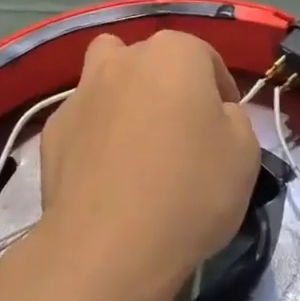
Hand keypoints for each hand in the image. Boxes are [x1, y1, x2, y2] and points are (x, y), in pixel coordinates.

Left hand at [40, 29, 260, 300]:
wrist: (109, 246)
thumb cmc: (190, 191)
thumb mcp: (245, 153)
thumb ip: (234, 118)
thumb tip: (214, 113)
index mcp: (174, 53)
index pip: (205, 57)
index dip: (220, 91)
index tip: (225, 128)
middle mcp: (124, 58)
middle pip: (152, 60)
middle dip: (169, 85)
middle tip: (182, 133)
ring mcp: (83, 90)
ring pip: (107, 74)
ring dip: (123, 92)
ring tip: (136, 138)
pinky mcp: (54, 127)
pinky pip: (84, 118)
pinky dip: (95, 132)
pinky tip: (105, 172)